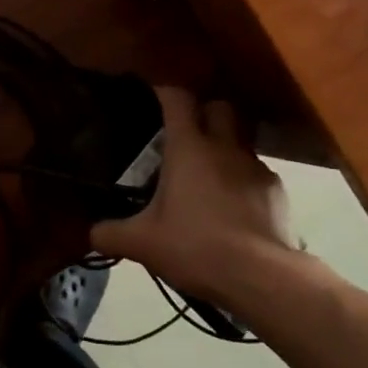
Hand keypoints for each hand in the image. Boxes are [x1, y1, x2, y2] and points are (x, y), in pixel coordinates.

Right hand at [91, 87, 306, 304]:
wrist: (262, 277)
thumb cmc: (196, 246)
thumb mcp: (142, 243)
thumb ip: (110, 233)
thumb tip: (90, 232)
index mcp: (189, 147)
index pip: (178, 98)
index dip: (165, 91)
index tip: (153, 94)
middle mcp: (225, 147)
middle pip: (219, 106)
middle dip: (204, 111)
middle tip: (186, 132)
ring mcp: (256, 168)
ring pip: (241, 140)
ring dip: (225, 148)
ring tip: (209, 173)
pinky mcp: (277, 192)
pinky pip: (257, 174)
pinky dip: (243, 181)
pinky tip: (233, 206)